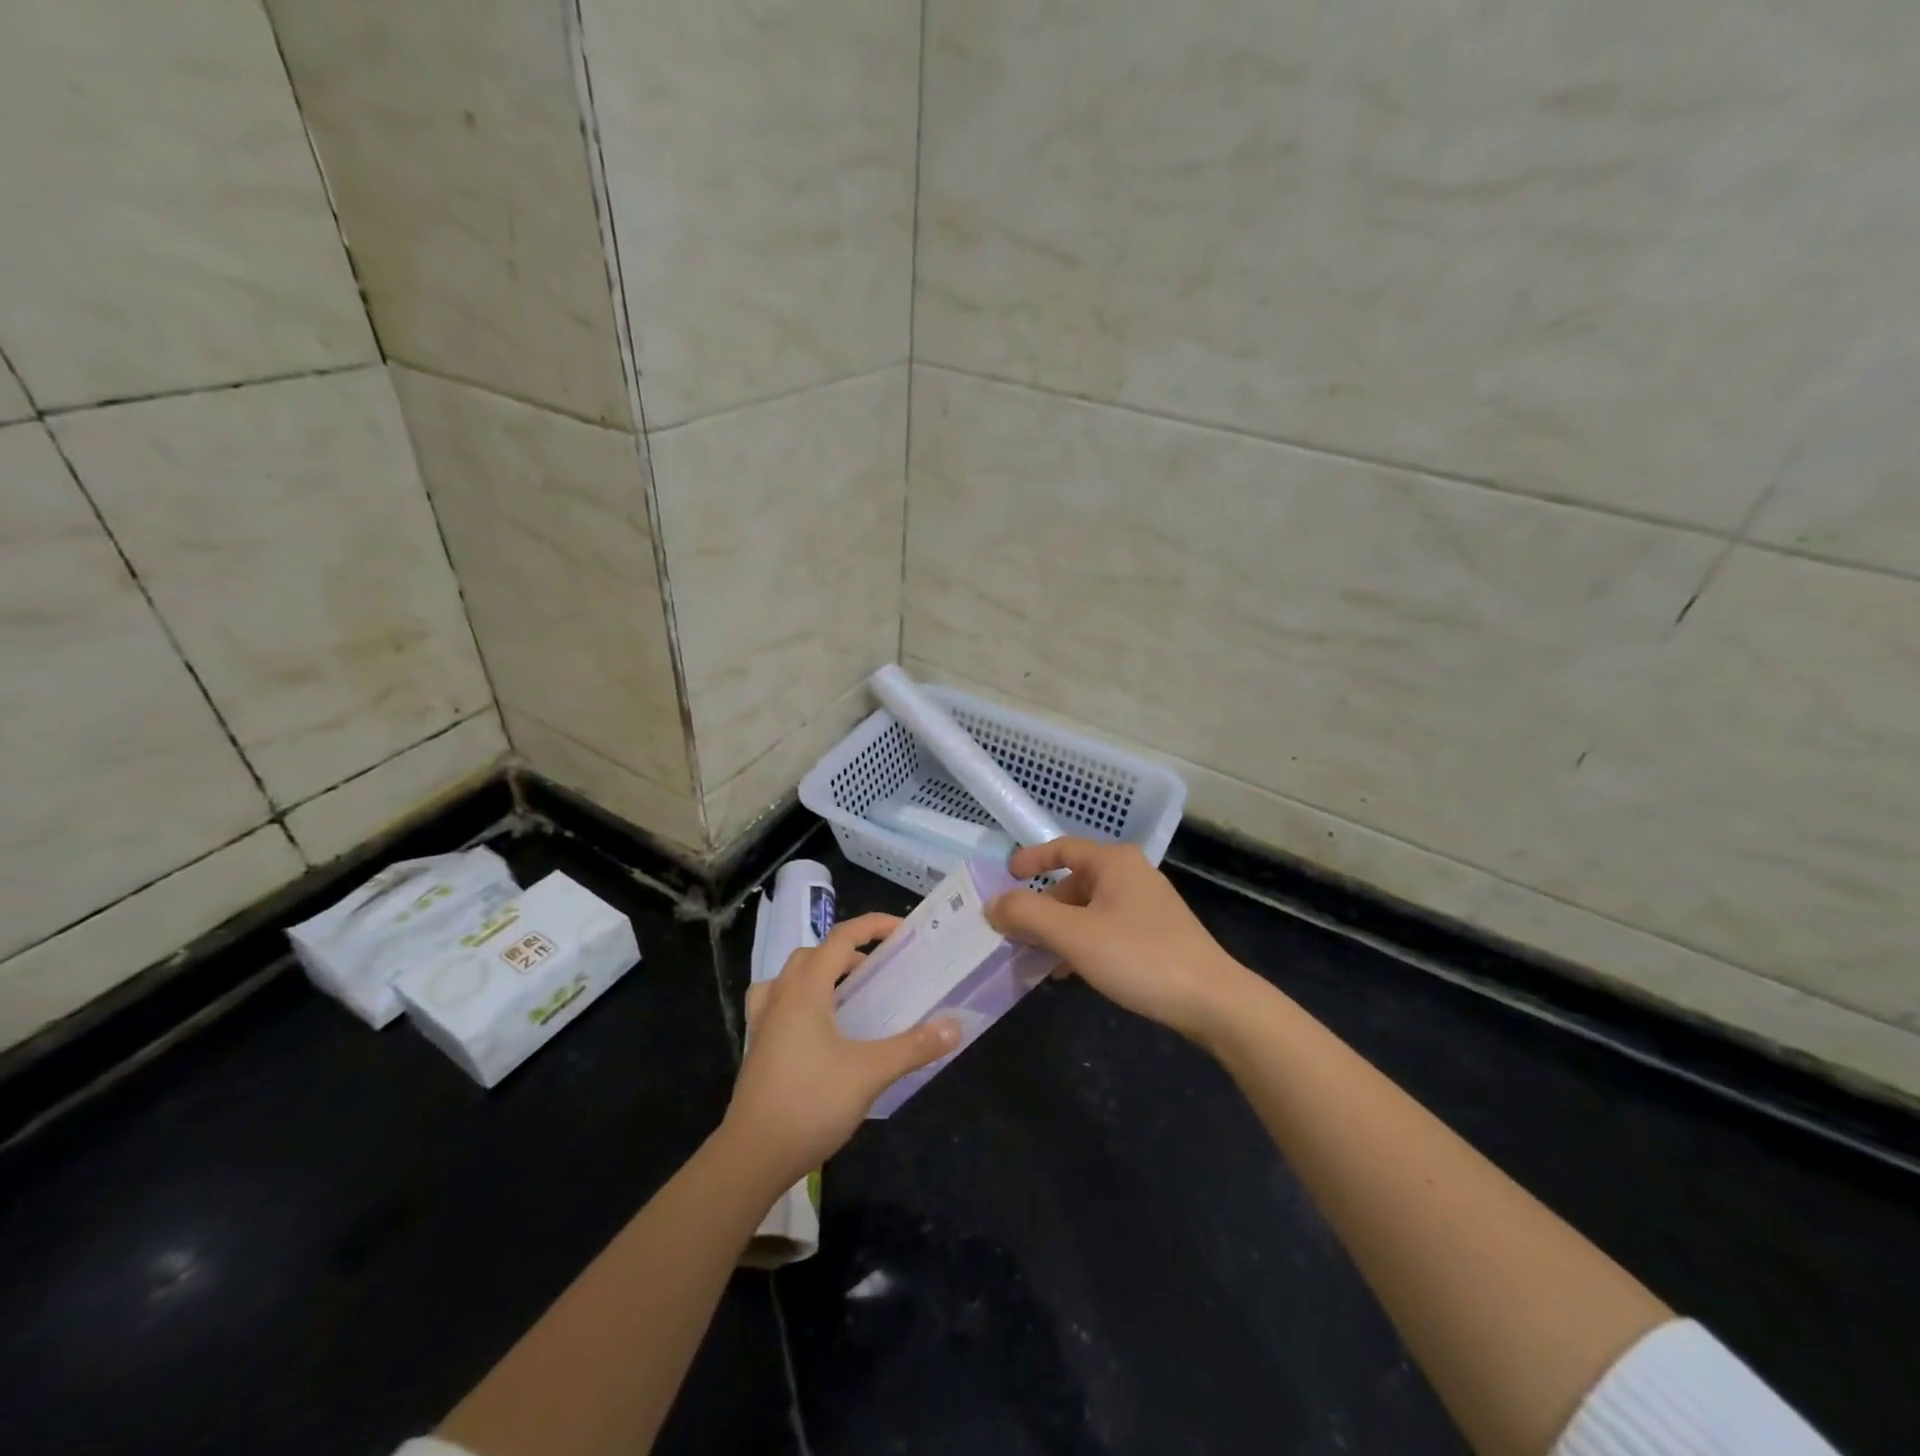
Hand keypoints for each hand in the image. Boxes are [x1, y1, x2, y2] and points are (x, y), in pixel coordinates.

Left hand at [724, 912, 959, 1184]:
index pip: (840, 939)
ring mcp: (764, 1023)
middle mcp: (780, 997)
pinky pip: (777, 1004)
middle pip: (813, 955)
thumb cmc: (810, 1104)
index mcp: (805, 990)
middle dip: (848, 953)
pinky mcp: (758, 1049)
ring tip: (847, 995)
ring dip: (820, 974)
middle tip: (878, 971)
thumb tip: (954, 1026)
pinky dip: (800, 1000)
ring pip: (790, 978)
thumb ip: (913, 1047)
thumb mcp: (870, 1073)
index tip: (901, 930)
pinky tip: (818, 1028)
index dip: (871, 926)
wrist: (752, 1157)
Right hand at [986, 838, 1251, 1045]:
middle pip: (1073, 882)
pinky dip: (1083, 943)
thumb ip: (1027, 914)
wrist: (1213, 1001)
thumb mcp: (1073, 935)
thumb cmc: (1138, 956)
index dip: (1030, 860)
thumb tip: (992, 904)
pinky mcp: (1157, 934)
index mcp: (1113, 862)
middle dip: (1042, 907)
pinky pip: (1106, 929)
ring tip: (1036, 958)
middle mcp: (1131, 875)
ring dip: (1059, 930)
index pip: (1062, 848)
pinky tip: (1071, 973)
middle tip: (1015, 932)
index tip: (1005, 877)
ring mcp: (1147, 905)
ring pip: (1089, 909)